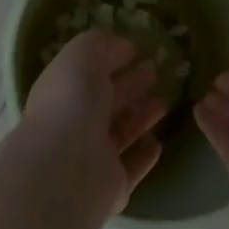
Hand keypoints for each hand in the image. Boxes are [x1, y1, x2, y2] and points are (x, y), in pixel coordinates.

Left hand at [21, 30, 168, 217]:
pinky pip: (132, 165)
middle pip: (107, 100)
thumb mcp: (81, 56)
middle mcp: (75, 122)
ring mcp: (93, 156)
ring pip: (121, 131)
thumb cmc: (72, 102)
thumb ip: (98, 43)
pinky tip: (158, 143)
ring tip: (165, 101)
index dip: (111, 57)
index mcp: (63, 89)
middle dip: (130, 84)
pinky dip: (144, 154)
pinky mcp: (113, 185)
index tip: (137, 49)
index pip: (90, 70)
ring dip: (141, 116)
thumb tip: (119, 44)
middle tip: (155, 71)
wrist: (66, 170)